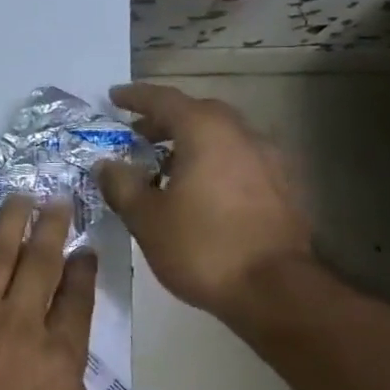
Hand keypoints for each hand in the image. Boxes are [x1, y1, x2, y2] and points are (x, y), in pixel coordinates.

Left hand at [0, 196, 96, 389]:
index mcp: (58, 353)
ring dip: (11, 222)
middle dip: (52, 226)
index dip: (84, 267)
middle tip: (58, 201)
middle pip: (40, 261)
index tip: (85, 248)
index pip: (77, 295)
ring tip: (20, 199)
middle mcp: (20, 321)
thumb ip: (67, 373)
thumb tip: (60, 338)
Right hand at [96, 83, 310, 317]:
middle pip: (198, 114)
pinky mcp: (283, 188)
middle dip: (165, 119)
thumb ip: (122, 185)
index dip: (136, 97)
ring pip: (223, 137)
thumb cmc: (202, 247)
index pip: (165, 100)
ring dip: (191, 142)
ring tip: (164, 166)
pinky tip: (198, 190)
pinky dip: (214, 162)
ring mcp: (269, 161)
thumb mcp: (146, 218)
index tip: (114, 97)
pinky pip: (240, 160)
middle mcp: (242, 135)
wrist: (275, 291)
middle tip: (137, 134)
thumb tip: (106, 164)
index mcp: (206, 132)